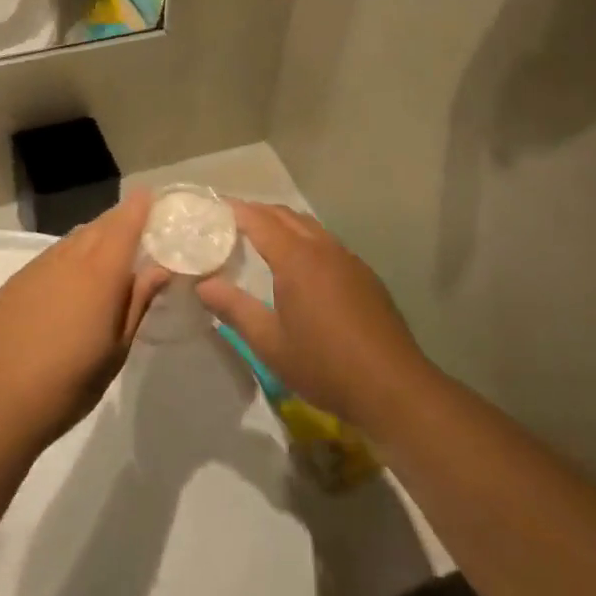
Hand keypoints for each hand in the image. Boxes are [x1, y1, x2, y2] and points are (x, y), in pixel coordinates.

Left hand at [0, 193, 165, 451]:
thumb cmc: (71, 382)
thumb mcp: (117, 348)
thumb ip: (137, 301)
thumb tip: (159, 267)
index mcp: (100, 273)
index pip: (124, 225)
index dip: (139, 207)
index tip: (151, 196)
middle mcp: (69, 258)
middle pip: (99, 226)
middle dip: (119, 220)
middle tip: (136, 225)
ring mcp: (38, 267)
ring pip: (73, 239)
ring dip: (93, 237)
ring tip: (106, 252)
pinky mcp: (16, 281)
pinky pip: (51, 255)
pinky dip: (68, 255)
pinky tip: (70, 280)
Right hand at [196, 202, 430, 436]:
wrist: (393, 388)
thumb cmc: (324, 364)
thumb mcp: (269, 343)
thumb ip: (234, 308)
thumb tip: (202, 285)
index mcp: (296, 258)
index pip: (259, 220)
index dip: (234, 210)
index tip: (212, 207)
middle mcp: (323, 248)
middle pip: (285, 215)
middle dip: (257, 212)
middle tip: (230, 220)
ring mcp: (348, 259)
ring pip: (309, 226)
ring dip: (283, 223)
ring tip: (261, 236)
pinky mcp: (364, 275)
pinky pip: (327, 242)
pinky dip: (305, 239)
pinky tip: (301, 264)